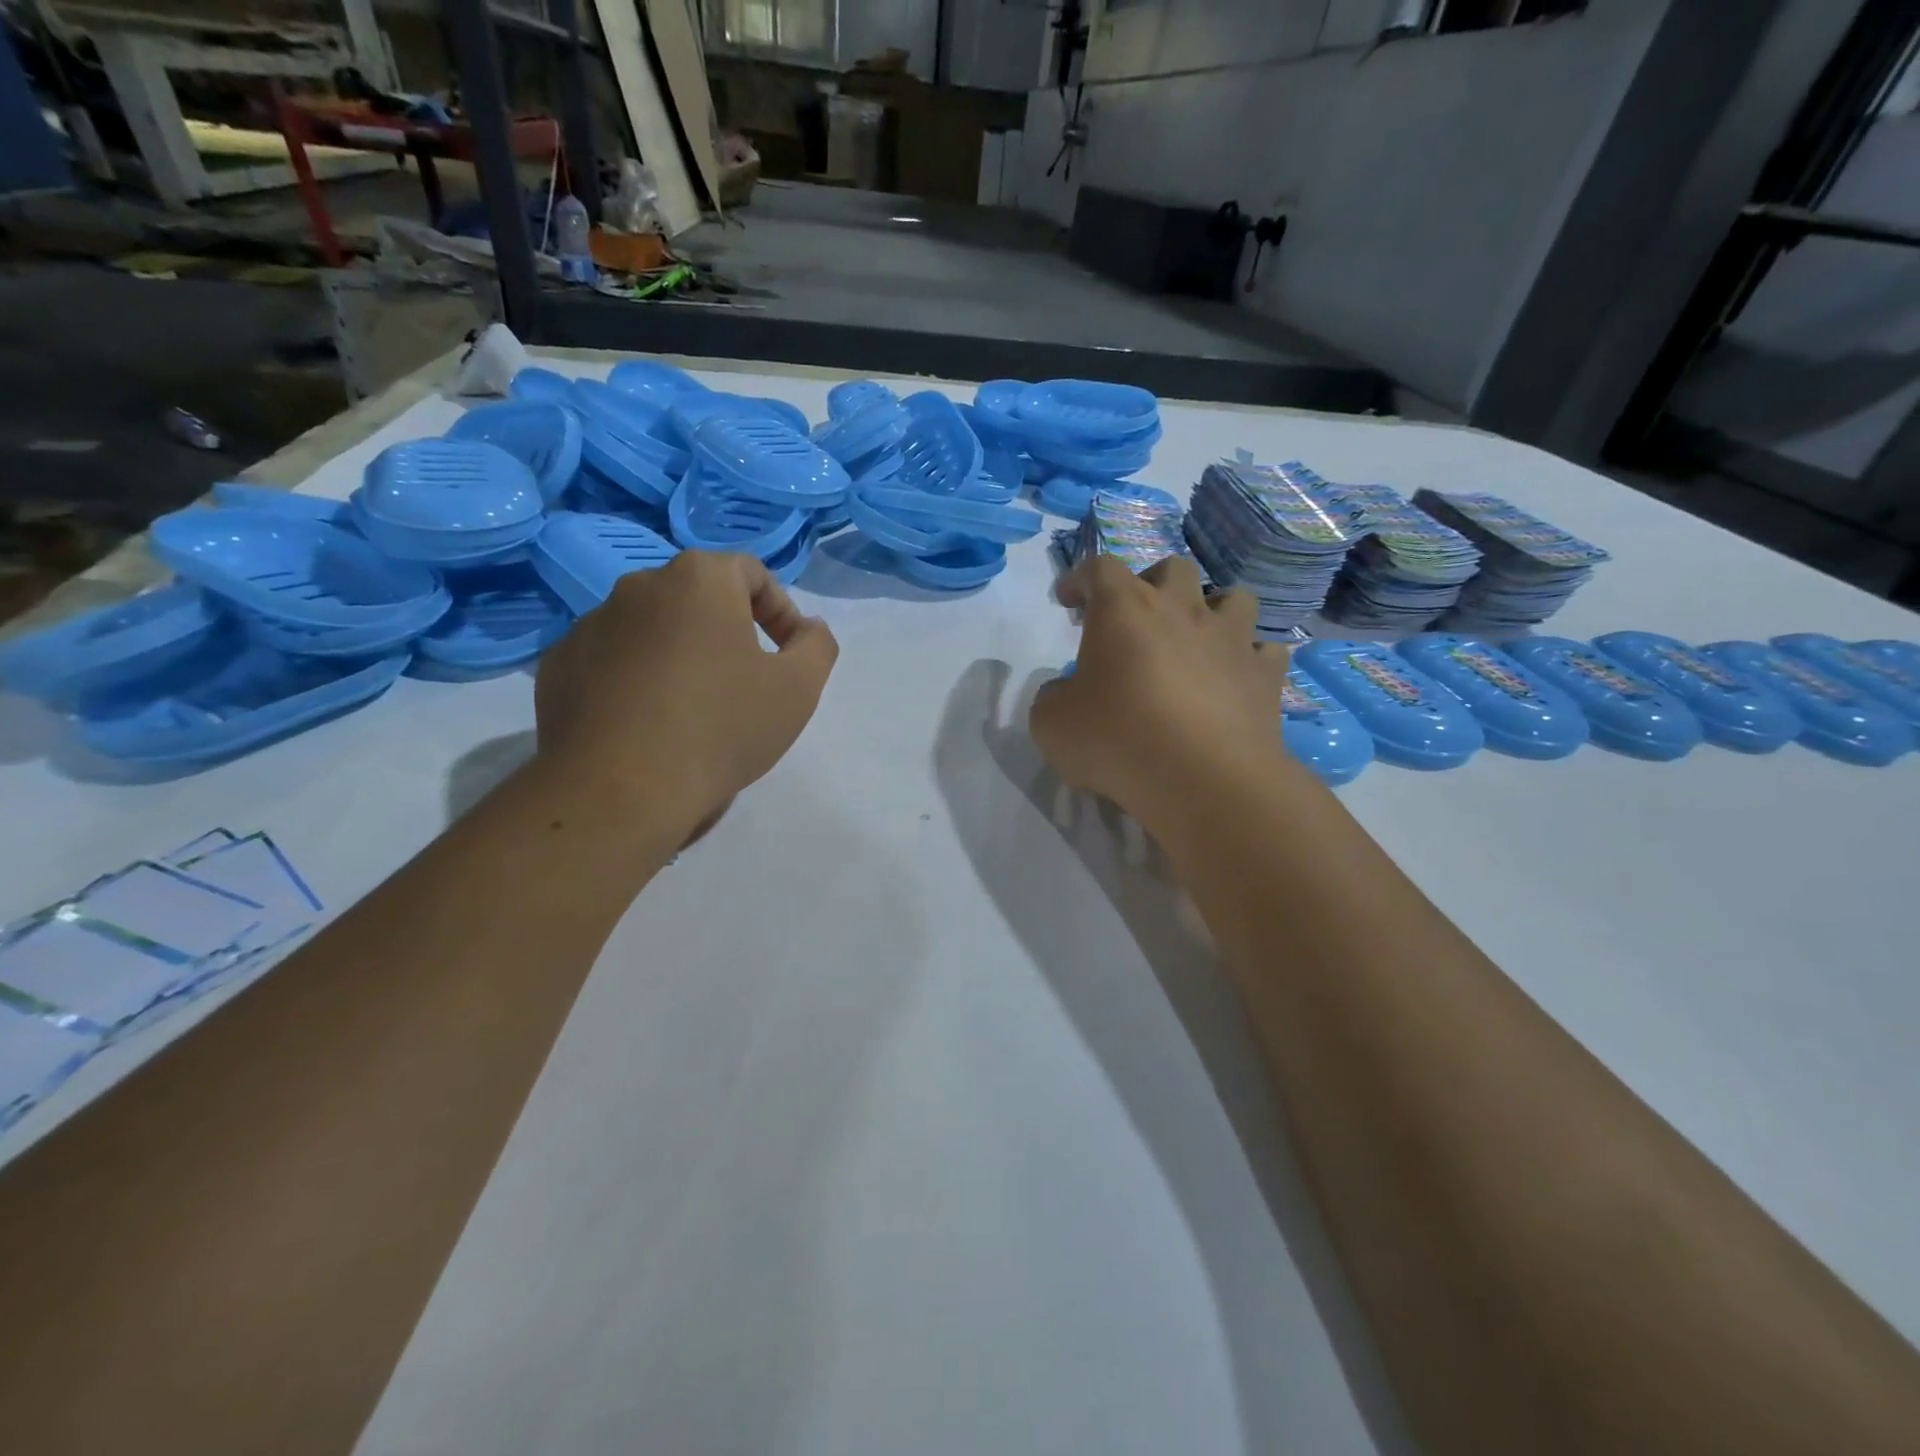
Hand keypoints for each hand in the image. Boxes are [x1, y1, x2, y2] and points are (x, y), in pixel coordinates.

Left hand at [535, 551, 838, 840]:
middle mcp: (639, 587)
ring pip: (653, 630)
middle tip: (745, 684)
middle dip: (727, 633)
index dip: (780, 610)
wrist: (619, 791)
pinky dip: (636, 680)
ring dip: (679, 656)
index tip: (787, 655)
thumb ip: (817, 646)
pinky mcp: (558, 667)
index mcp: (698, 580)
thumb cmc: (721, 728)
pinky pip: (612, 662)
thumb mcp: (799, 689)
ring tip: (693, 711)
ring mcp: (590, 625)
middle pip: (698, 599)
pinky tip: (648, 726)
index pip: (750, 573)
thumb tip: (807, 629)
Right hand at [1031, 555, 1291, 829]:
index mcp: (1124, 609)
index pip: (1098, 568)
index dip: (1079, 578)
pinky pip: (1265, 650)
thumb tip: (1067, 692)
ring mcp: (1231, 638)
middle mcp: (1181, 609)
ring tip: (1196, 639)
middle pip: (1172, 569)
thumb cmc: (1117, 741)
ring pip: (1233, 597)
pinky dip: (1248, 658)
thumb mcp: (1052, 723)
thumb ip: (1054, 696)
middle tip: (1135, 619)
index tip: (1067, 600)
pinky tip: (1235, 678)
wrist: (1202, 780)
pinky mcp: (1265, 674)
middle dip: (1150, 584)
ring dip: (1212, 610)